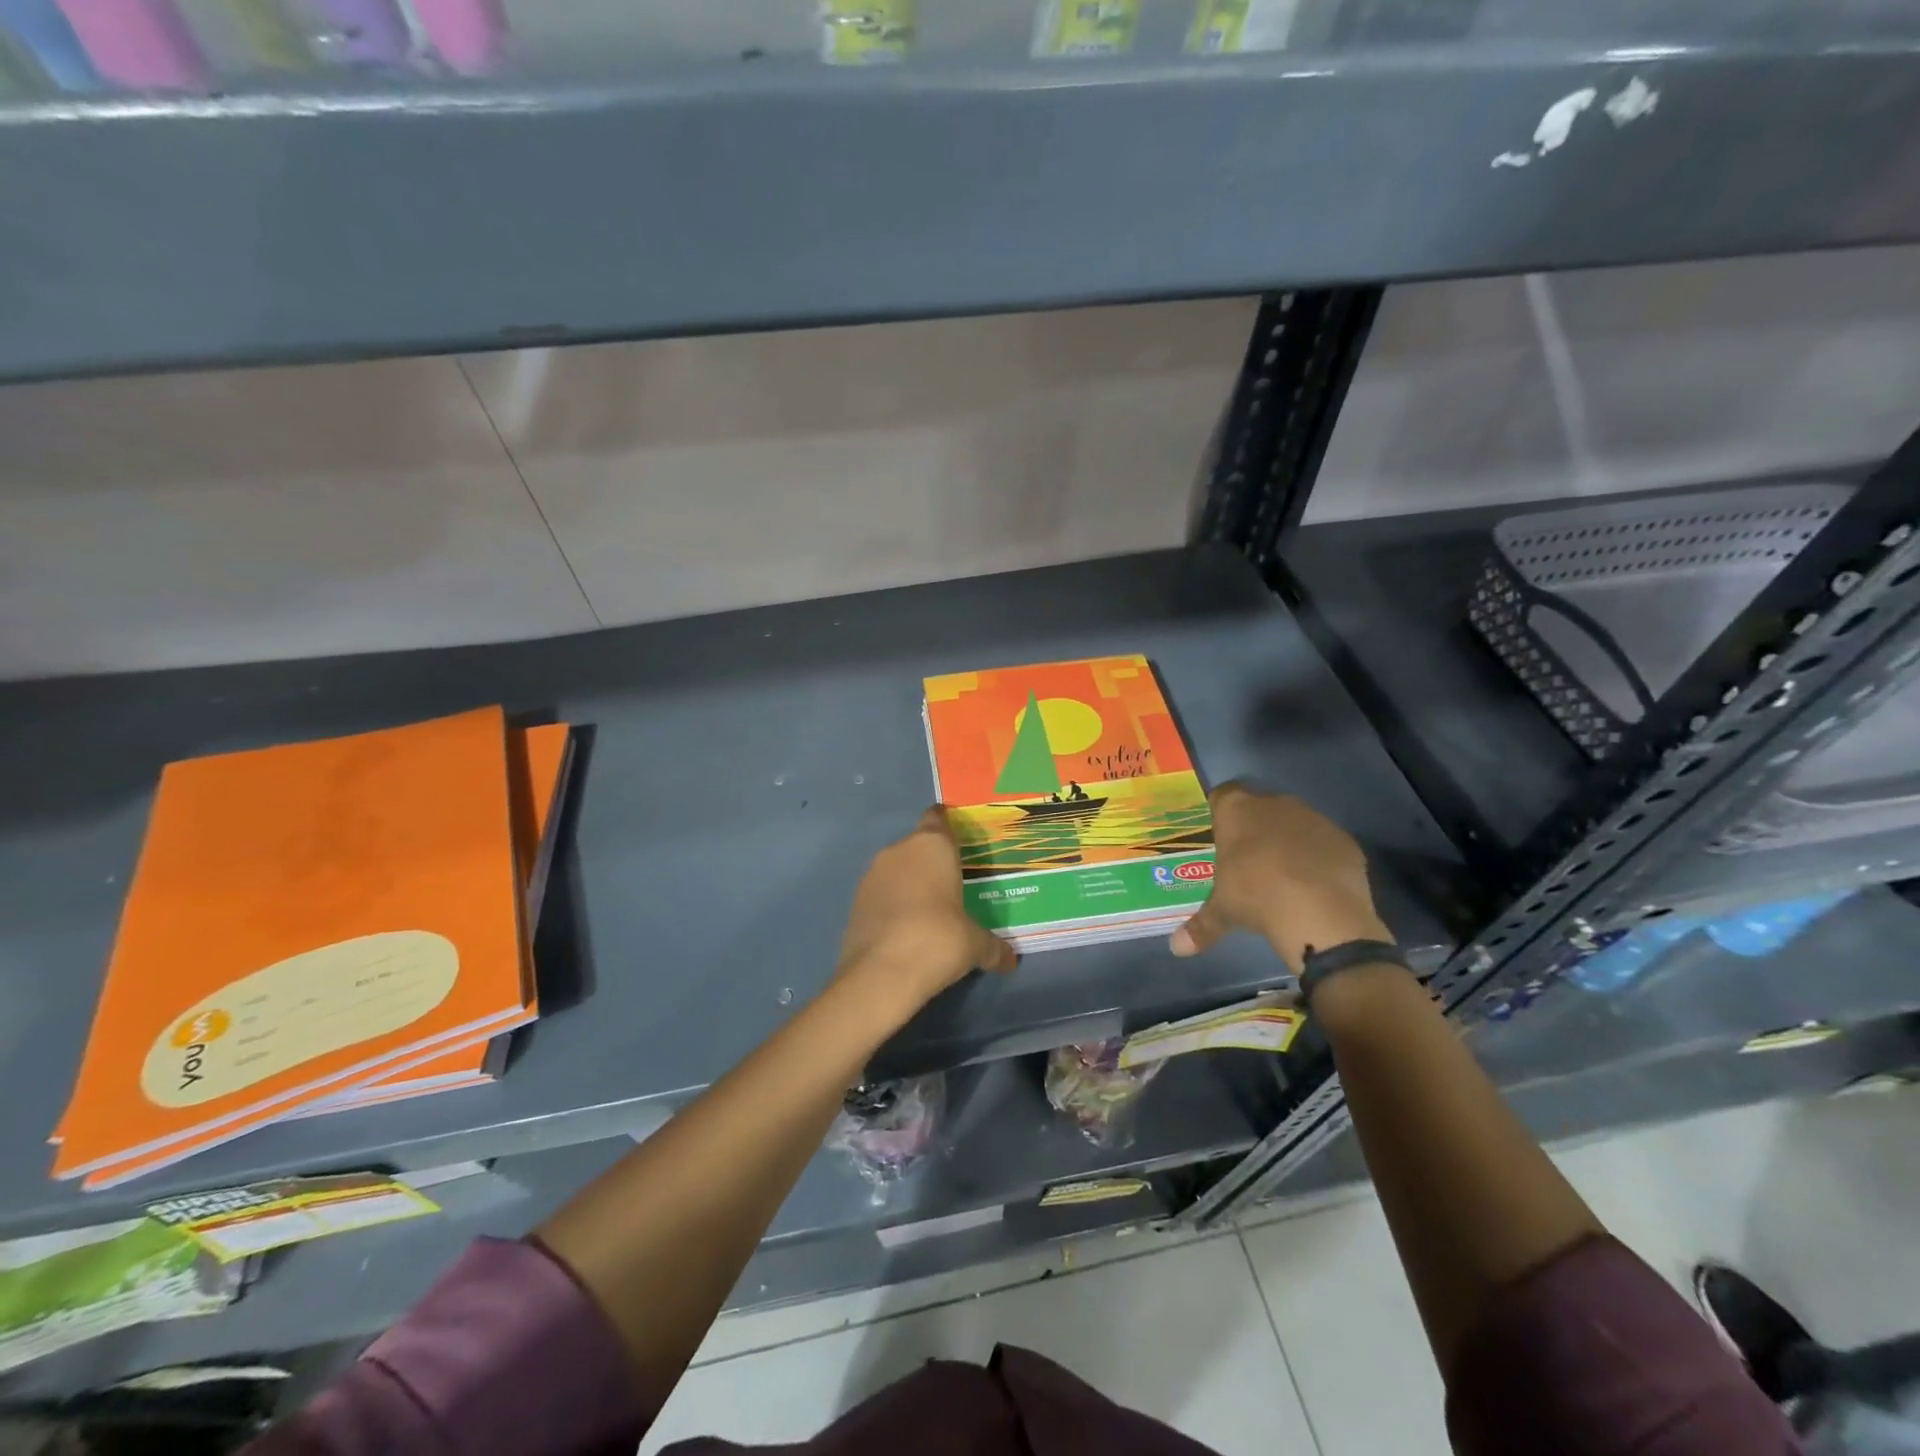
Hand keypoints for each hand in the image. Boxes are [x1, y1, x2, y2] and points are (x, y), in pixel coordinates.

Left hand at [835, 808, 1018, 1015]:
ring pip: (896, 868)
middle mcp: (900, 850)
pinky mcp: (855, 900)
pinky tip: (905, 928)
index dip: (946, 824)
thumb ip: (993, 947)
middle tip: (952, 885)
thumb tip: (1010, 960)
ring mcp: (872, 874)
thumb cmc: (939, 939)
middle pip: (918, 844)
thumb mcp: (976, 945)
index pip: (938, 817)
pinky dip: (892, 903)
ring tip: (929, 910)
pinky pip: (881, 892)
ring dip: (909, 882)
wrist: (881, 973)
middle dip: (932, 861)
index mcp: (933, 845)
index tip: (958, 838)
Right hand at [1170, 784, 1392, 970]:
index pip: (1222, 795)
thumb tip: (1177, 948)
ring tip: (1283, 875)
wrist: (1319, 911)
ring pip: (1294, 822)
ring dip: (1287, 841)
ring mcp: (1312, 818)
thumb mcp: (1222, 913)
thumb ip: (1200, 926)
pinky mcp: (1343, 839)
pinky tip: (1315, 884)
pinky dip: (1318, 857)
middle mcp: (1273, 804)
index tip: (1220, 836)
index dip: (1221, 813)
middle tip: (1247, 859)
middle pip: (1259, 807)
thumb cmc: (1255, 896)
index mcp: (1236, 810)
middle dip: (1254, 828)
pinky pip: (1323, 843)